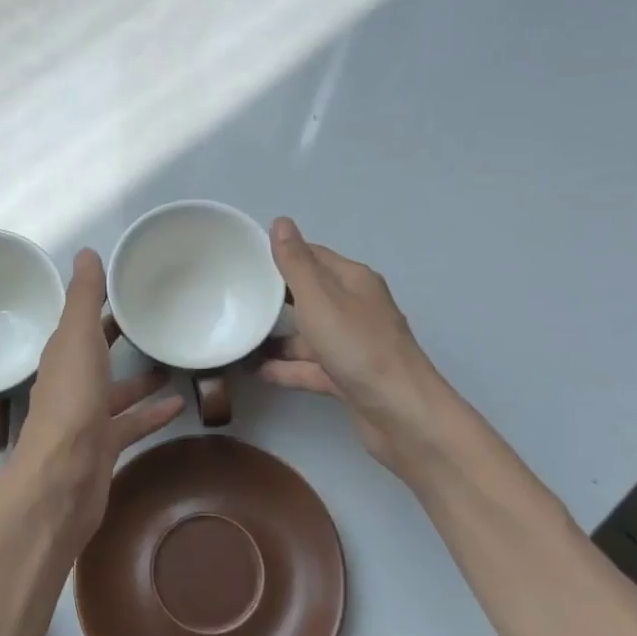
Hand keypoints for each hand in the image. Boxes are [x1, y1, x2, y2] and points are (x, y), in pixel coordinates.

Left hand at [10, 249, 184, 543]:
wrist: (63, 476)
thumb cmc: (71, 400)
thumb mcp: (77, 337)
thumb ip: (83, 297)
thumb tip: (86, 251)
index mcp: (62, 355)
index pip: (80, 321)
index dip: (100, 303)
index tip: (129, 285)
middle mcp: (72, 383)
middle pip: (97, 354)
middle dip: (119, 338)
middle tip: (154, 320)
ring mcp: (87, 418)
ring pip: (116, 391)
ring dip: (139, 379)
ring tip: (173, 363)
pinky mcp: (105, 447)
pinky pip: (132, 424)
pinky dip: (152, 414)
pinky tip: (179, 405)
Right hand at [259, 218, 452, 476]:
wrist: (401, 414)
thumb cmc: (358, 347)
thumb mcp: (319, 299)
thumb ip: (296, 263)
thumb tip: (281, 221)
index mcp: (353, 281)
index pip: (312, 256)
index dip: (280, 255)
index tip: (244, 260)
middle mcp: (355, 308)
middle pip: (309, 295)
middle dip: (275, 297)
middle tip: (235, 297)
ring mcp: (352, 345)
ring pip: (308, 335)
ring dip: (277, 337)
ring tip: (238, 337)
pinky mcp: (347, 377)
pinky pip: (310, 366)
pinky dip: (286, 368)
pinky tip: (256, 371)